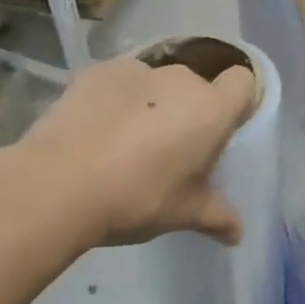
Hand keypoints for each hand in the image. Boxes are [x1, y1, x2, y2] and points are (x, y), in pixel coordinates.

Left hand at [11, 52, 255, 247]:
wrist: (59, 183)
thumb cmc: (138, 197)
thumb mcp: (184, 214)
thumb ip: (217, 217)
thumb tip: (236, 234)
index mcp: (211, 109)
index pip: (244, 82)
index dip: (237, 104)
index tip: (221, 133)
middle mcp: (179, 78)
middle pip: (196, 86)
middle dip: (189, 111)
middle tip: (170, 151)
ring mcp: (134, 69)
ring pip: (156, 83)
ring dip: (151, 104)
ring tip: (126, 142)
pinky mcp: (95, 71)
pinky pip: (118, 82)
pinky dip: (115, 99)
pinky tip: (96, 131)